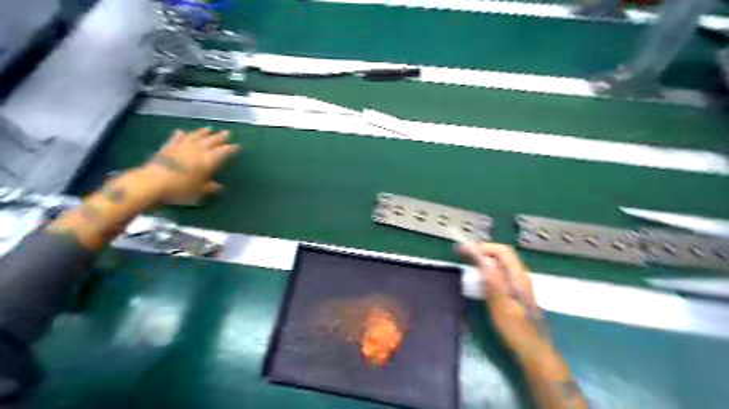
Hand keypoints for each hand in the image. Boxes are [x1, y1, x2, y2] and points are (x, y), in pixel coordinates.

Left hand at [144, 128, 241, 204]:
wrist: (152, 182)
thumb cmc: (181, 189)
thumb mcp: (199, 192)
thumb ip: (209, 188)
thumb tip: (219, 187)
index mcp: (209, 160)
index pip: (224, 152)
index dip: (231, 149)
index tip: (237, 146)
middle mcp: (197, 151)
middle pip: (211, 141)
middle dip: (220, 137)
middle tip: (227, 133)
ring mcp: (182, 147)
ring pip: (195, 137)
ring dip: (203, 133)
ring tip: (209, 129)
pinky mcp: (167, 148)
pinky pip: (176, 139)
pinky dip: (180, 135)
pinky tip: (182, 132)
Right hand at [457, 243, 555, 363]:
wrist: (533, 350)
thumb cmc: (515, 328)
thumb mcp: (500, 303)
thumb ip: (490, 278)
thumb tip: (478, 255)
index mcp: (518, 276)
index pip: (501, 250)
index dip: (482, 247)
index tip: (464, 250)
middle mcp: (520, 276)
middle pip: (502, 254)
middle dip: (482, 250)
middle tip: (463, 254)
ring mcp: (519, 284)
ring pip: (501, 263)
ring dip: (485, 258)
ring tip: (468, 262)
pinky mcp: (516, 292)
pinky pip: (501, 273)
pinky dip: (488, 269)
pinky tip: (480, 277)